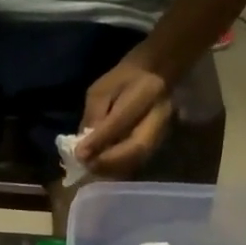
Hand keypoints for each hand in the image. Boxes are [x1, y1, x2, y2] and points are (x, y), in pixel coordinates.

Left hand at [76, 55, 173, 178]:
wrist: (156, 75)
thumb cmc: (123, 81)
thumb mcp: (101, 91)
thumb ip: (94, 116)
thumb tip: (84, 148)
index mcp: (146, 90)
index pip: (121, 120)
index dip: (99, 140)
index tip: (79, 153)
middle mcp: (161, 113)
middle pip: (138, 146)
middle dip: (109, 161)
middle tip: (88, 166)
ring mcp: (165, 130)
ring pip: (140, 158)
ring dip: (114, 168)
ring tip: (93, 168)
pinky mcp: (162, 143)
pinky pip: (140, 162)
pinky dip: (121, 169)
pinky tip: (105, 168)